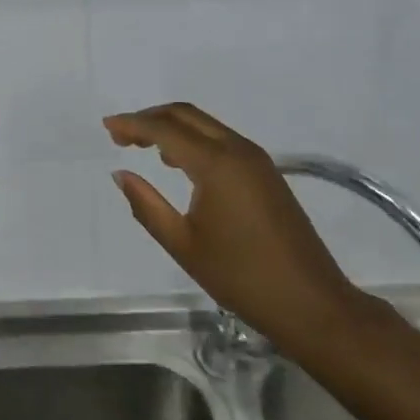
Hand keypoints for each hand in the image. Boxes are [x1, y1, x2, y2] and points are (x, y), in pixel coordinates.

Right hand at [106, 103, 368, 357]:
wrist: (313, 304)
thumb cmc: (242, 277)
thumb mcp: (183, 245)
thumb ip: (146, 206)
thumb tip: (121, 174)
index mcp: (216, 164)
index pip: (165, 129)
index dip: (132, 124)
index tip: (106, 127)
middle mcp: (238, 150)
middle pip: (186, 115)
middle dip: (150, 118)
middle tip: (121, 135)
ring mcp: (256, 159)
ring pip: (205, 124)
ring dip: (172, 127)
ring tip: (143, 146)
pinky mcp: (266, 173)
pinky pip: (221, 139)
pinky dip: (194, 139)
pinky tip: (179, 163)